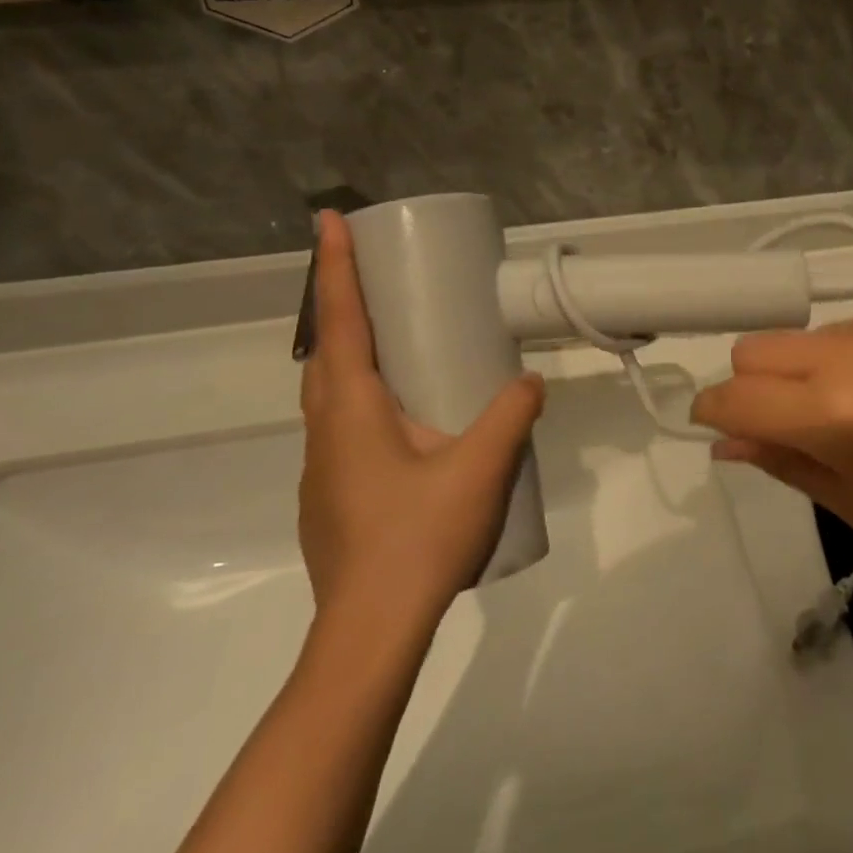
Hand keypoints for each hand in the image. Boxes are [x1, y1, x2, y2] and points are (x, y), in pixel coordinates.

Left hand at [299, 211, 545, 621]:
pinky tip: (403, 424)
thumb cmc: (418, 538)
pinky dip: (361, 399)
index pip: (339, 320)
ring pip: (330, 392)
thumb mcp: (481, 468)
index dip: (334, 266)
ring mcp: (321, 468)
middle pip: (326, 350)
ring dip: (350, 354)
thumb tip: (531, 381)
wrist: (370, 632)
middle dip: (342, 303)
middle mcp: (325, 429)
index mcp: (351, 408)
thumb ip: (512, 415)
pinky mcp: (330, 497)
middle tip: (375, 276)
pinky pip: (340, 427)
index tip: (328, 219)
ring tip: (395, 344)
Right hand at [692, 298, 852, 571]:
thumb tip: (725, 443)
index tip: (719, 426)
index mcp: (834, 412)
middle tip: (795, 423)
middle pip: (755, 349)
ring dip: (812, 370)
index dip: (711, 411)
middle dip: (753, 387)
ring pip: (809, 337)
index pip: (733, 396)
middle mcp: (850, 351)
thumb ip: (785, 463)